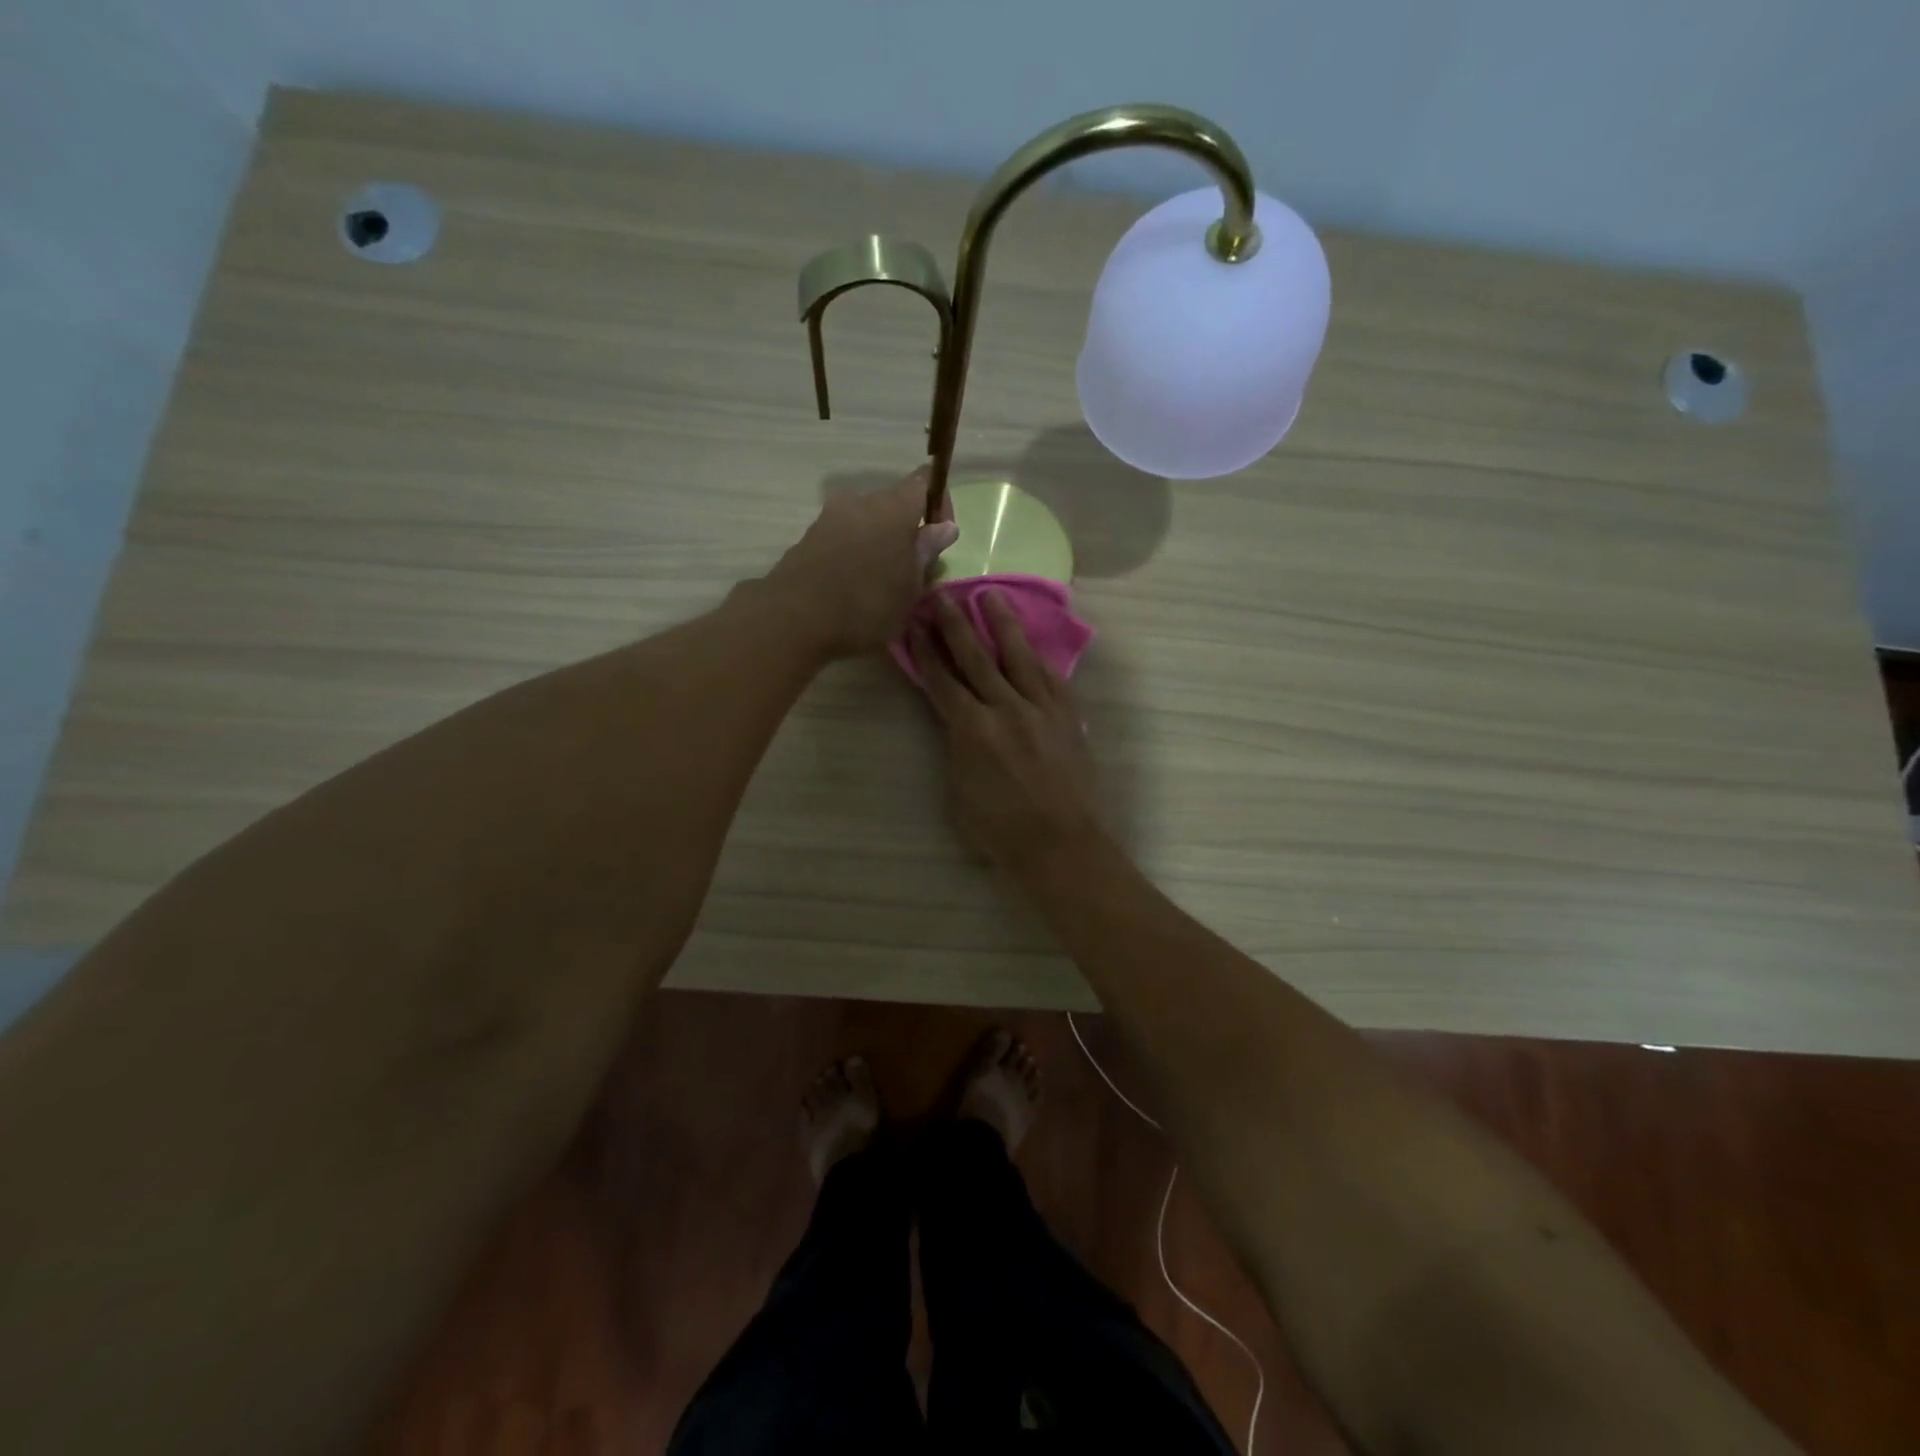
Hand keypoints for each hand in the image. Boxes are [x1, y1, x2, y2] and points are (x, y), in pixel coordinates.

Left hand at [763, 467, 958, 656]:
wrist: (793, 619)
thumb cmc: (866, 604)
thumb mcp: (910, 587)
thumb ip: (926, 552)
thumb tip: (945, 527)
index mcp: (893, 507)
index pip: (924, 482)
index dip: (939, 503)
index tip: (941, 536)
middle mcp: (860, 502)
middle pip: (893, 504)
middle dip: (907, 529)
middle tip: (913, 568)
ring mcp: (829, 518)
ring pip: (866, 522)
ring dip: (879, 543)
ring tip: (883, 582)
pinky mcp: (808, 539)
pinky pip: (843, 538)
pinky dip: (855, 554)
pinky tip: (854, 586)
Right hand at [909, 590, 1105, 879]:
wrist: (1061, 845)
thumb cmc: (1000, 831)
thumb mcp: (959, 791)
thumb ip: (956, 747)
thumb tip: (957, 722)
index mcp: (971, 730)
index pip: (942, 680)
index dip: (925, 651)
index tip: (914, 624)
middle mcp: (1005, 708)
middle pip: (976, 657)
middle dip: (955, 625)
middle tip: (942, 595)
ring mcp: (1041, 709)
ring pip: (1018, 656)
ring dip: (1002, 623)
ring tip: (990, 595)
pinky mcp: (1067, 716)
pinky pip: (1051, 677)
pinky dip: (1037, 657)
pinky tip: (1030, 643)